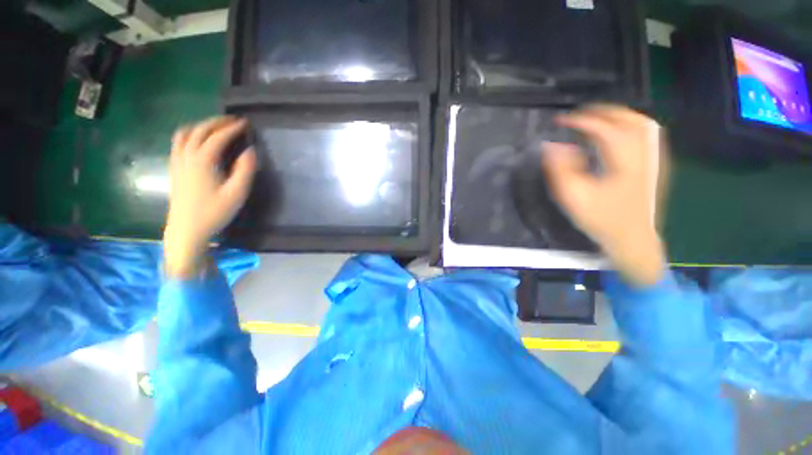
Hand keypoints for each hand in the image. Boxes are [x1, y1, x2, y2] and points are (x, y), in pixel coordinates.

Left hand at [163, 117, 256, 278]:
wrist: (187, 229)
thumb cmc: (215, 212)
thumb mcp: (237, 193)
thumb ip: (245, 170)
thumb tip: (251, 150)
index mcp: (203, 161)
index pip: (217, 137)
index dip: (232, 128)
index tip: (245, 123)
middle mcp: (187, 156)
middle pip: (199, 130)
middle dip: (217, 122)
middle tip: (234, 120)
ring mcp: (178, 161)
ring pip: (185, 134)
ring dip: (201, 125)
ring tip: (216, 126)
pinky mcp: (175, 168)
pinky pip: (178, 142)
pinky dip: (190, 134)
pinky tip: (198, 139)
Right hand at [541, 105, 666, 287]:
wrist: (634, 241)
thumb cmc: (602, 220)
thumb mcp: (574, 197)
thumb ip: (560, 169)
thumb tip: (552, 146)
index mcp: (625, 161)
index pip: (603, 129)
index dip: (580, 121)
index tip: (561, 121)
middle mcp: (645, 154)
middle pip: (629, 119)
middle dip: (602, 112)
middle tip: (579, 116)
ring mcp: (656, 159)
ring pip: (642, 123)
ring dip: (618, 116)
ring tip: (596, 120)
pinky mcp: (658, 165)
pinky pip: (647, 135)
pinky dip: (629, 126)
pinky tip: (616, 134)